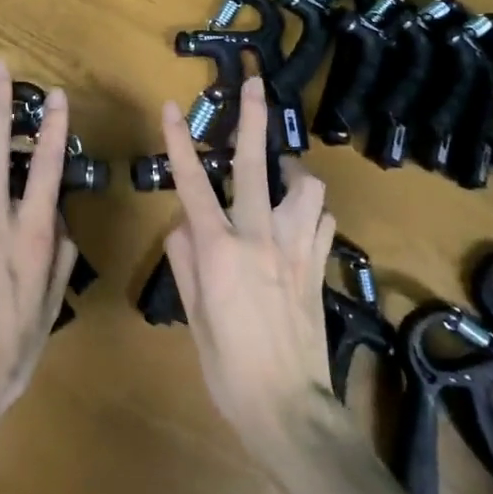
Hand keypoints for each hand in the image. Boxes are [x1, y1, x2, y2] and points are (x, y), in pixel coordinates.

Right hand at [161, 75, 341, 469]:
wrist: (290, 410)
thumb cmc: (228, 367)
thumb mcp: (193, 315)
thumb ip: (185, 261)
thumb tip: (184, 225)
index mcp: (220, 249)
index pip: (192, 183)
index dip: (179, 142)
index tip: (172, 107)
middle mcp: (259, 237)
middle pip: (256, 163)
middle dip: (253, 117)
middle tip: (255, 83)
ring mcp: (295, 248)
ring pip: (305, 186)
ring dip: (292, 170)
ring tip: (281, 171)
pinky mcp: (318, 265)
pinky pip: (320, 220)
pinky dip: (309, 211)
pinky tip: (300, 219)